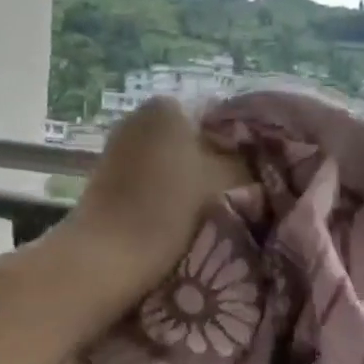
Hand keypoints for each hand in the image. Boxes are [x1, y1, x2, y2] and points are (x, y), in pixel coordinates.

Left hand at [66, 98, 247, 294]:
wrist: (106, 257)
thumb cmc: (169, 211)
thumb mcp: (227, 183)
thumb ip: (249, 164)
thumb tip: (258, 161)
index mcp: (168, 106)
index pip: (221, 117)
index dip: (242, 147)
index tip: (255, 176)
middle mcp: (138, 116)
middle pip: (193, 138)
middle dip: (213, 162)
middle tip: (236, 196)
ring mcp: (117, 147)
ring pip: (169, 161)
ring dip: (188, 182)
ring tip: (208, 213)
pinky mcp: (105, 178)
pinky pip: (148, 179)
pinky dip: (163, 193)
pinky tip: (176, 219)